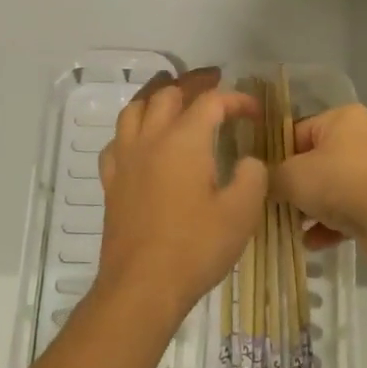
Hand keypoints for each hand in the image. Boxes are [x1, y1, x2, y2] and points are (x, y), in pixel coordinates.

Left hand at [97, 68, 266, 321]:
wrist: (142, 286)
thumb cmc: (196, 247)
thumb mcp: (242, 212)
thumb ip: (252, 177)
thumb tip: (248, 161)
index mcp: (185, 139)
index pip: (211, 102)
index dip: (236, 100)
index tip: (254, 112)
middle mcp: (151, 138)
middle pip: (168, 94)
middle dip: (193, 83)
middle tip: (212, 81)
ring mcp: (126, 158)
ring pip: (135, 108)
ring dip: (155, 94)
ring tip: (170, 92)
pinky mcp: (112, 181)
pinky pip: (117, 140)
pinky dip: (131, 129)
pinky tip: (139, 139)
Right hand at [272, 103, 366, 258]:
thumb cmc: (340, 183)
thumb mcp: (292, 176)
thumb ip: (271, 177)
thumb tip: (260, 182)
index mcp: (342, 118)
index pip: (297, 132)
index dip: (276, 156)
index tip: (260, 180)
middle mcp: (362, 138)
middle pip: (314, 161)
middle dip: (294, 186)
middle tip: (273, 205)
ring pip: (332, 188)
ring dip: (310, 209)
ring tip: (290, 227)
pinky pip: (348, 210)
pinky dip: (330, 225)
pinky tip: (311, 243)